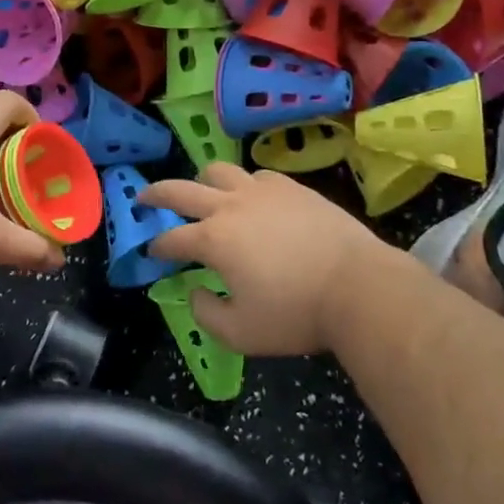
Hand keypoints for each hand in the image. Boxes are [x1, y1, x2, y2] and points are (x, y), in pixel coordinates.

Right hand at [143, 164, 422, 355]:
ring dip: (203, 181)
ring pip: (220, 171)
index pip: (171, 238)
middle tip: (144, 196)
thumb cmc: (296, 313)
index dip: (156, 245)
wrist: (359, 287)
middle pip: (181, 189)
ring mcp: (263, 191)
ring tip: (204, 192)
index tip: (152, 251)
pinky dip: (246, 184)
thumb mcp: (240, 333)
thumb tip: (196, 292)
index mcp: (213, 239)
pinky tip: (254, 198)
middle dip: (156, 193)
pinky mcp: (292, 187)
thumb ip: (206, 313)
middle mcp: (230, 206)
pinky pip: (258, 175)